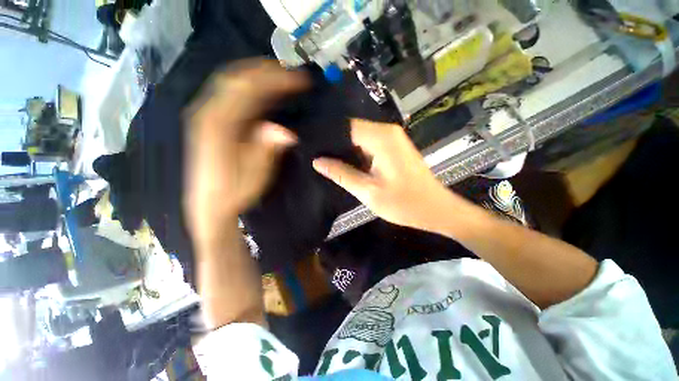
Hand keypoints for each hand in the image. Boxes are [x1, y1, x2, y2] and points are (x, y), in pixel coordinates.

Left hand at [185, 60, 308, 244]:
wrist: (209, 203)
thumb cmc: (233, 191)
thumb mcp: (254, 174)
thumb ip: (266, 149)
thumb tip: (284, 131)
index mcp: (218, 125)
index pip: (249, 89)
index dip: (276, 79)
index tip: (300, 79)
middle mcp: (207, 113)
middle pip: (236, 78)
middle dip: (266, 70)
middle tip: (291, 71)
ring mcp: (206, 115)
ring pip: (232, 83)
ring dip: (258, 76)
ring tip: (281, 76)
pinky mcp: (209, 122)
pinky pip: (229, 95)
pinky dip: (249, 88)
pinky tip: (263, 92)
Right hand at [313, 119, 460, 231]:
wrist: (436, 209)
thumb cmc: (404, 203)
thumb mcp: (368, 191)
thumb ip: (341, 174)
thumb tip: (317, 161)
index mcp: (381, 137)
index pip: (345, 127)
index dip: (326, 136)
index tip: (309, 147)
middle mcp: (387, 131)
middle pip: (352, 130)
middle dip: (334, 143)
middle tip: (314, 156)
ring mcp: (392, 138)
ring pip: (359, 138)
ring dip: (345, 149)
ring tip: (324, 160)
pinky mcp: (394, 147)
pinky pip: (369, 144)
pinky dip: (356, 153)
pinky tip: (345, 163)